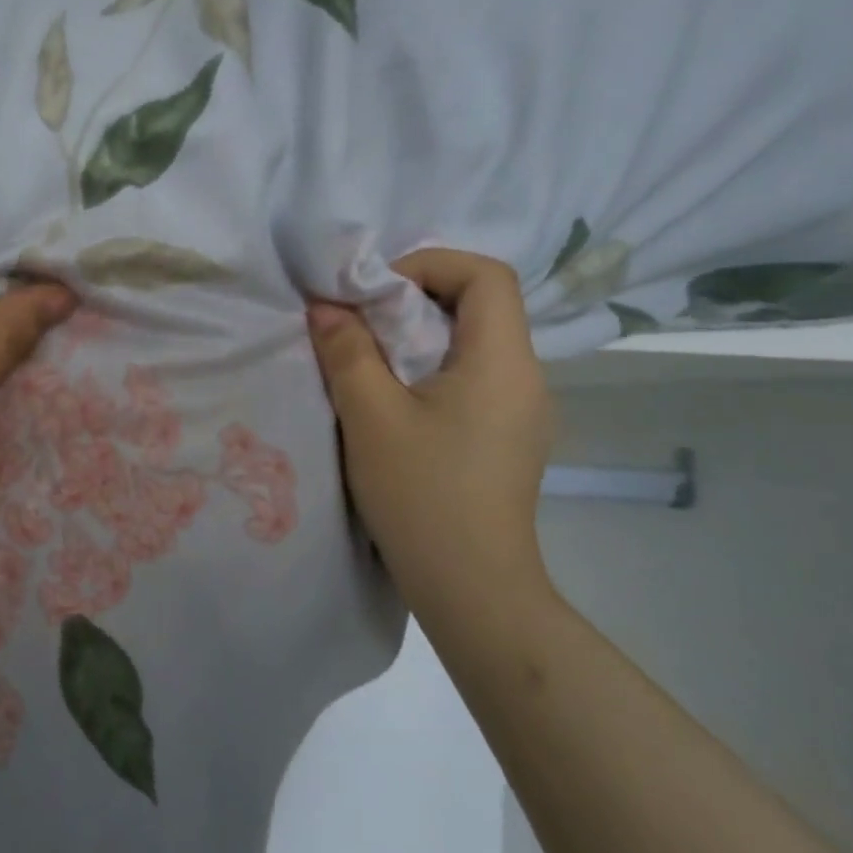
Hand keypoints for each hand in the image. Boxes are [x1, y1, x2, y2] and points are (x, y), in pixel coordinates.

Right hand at [307, 249, 553, 606]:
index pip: (485, 275)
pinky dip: (432, 370)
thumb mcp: (370, 416)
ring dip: (420, 337)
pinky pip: (473, 379)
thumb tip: (327, 306)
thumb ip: (347, 351)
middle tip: (361, 323)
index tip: (374, 292)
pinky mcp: (508, 438)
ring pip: (474, 344)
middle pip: (480, 306)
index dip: (429, 265)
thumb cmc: (422, 494)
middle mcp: (526, 377)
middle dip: (415, 300)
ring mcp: (522, 411)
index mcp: (502, 361)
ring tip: (370, 361)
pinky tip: (397, 403)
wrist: (471, 587)